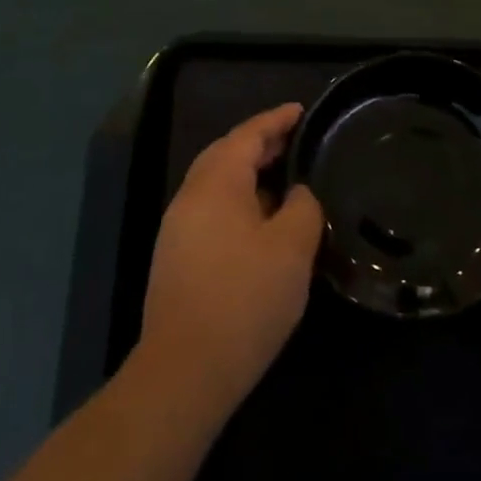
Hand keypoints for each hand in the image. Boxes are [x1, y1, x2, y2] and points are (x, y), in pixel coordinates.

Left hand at [135, 104, 323, 418]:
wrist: (186, 370)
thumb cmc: (245, 298)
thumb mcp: (292, 247)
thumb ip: (302, 206)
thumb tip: (296, 193)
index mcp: (216, 184)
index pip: (246, 135)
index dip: (275, 120)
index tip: (301, 110)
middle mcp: (190, 198)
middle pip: (225, 154)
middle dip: (260, 142)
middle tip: (296, 139)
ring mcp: (178, 230)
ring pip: (216, 184)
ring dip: (249, 173)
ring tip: (285, 175)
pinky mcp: (177, 259)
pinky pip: (212, 210)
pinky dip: (239, 200)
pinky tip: (263, 221)